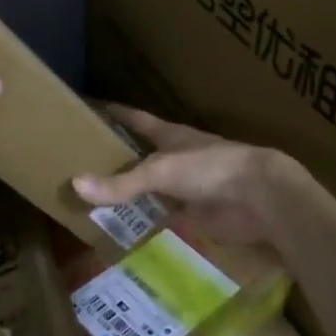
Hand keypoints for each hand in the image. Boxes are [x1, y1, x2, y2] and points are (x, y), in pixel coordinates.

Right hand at [73, 105, 312, 249]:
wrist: (260, 196)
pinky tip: (127, 227)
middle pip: (142, 155)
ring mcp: (187, 186)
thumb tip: (75, 184)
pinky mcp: (197, 214)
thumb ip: (121, 183)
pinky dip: (148, 220)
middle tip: (83, 161)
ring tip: (97, 197)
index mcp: (169, 135)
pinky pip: (165, 216)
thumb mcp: (160, 171)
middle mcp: (176, 158)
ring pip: (152, 187)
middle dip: (119, 157)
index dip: (116, 114)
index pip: (136, 119)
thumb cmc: (210, 168)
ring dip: (132, 191)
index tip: (92, 108)